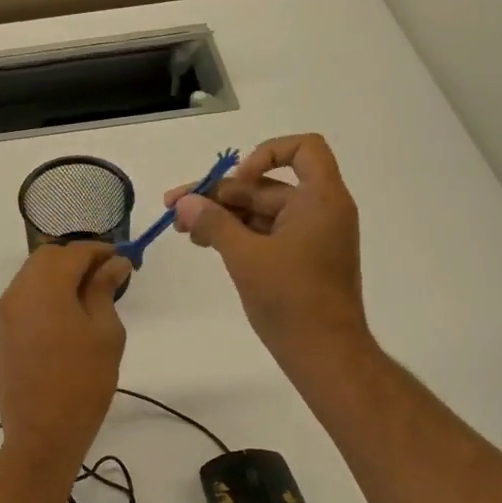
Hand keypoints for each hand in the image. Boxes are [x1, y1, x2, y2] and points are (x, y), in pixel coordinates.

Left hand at [0, 242, 130, 470]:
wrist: (42, 434)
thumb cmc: (83, 381)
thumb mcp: (105, 332)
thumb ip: (104, 290)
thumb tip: (114, 264)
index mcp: (44, 287)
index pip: (74, 252)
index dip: (101, 251)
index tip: (124, 260)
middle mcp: (17, 293)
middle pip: (47, 258)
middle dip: (77, 260)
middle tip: (107, 277)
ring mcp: (5, 315)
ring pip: (32, 278)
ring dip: (59, 277)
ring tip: (89, 298)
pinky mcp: (2, 334)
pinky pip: (24, 301)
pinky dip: (45, 297)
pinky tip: (67, 318)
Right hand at [169, 134, 372, 371]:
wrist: (325, 354)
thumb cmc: (292, 300)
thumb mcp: (246, 257)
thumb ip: (214, 223)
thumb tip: (185, 202)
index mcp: (320, 200)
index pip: (303, 149)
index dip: (266, 154)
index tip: (236, 180)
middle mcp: (319, 211)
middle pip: (266, 185)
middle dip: (221, 195)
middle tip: (176, 209)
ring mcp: (309, 236)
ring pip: (261, 211)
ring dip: (222, 215)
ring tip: (183, 229)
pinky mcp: (299, 259)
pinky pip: (265, 234)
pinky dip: (236, 234)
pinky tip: (206, 243)